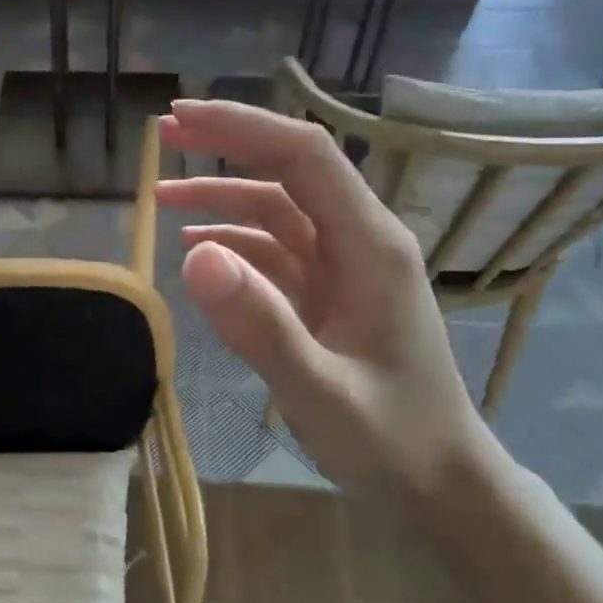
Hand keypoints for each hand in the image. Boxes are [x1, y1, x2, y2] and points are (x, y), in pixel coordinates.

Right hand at [156, 99, 498, 497]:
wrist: (440, 483)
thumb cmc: (392, 439)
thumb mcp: (320, 392)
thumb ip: (260, 325)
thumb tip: (193, 253)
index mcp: (370, 246)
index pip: (304, 158)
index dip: (242, 128)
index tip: (182, 119)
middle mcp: (360, 243)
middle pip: (290, 172)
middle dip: (229, 146)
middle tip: (164, 134)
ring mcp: (345, 269)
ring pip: (278, 211)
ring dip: (222, 198)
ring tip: (162, 195)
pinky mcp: (330, 296)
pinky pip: (277, 253)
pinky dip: (235, 243)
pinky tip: (197, 250)